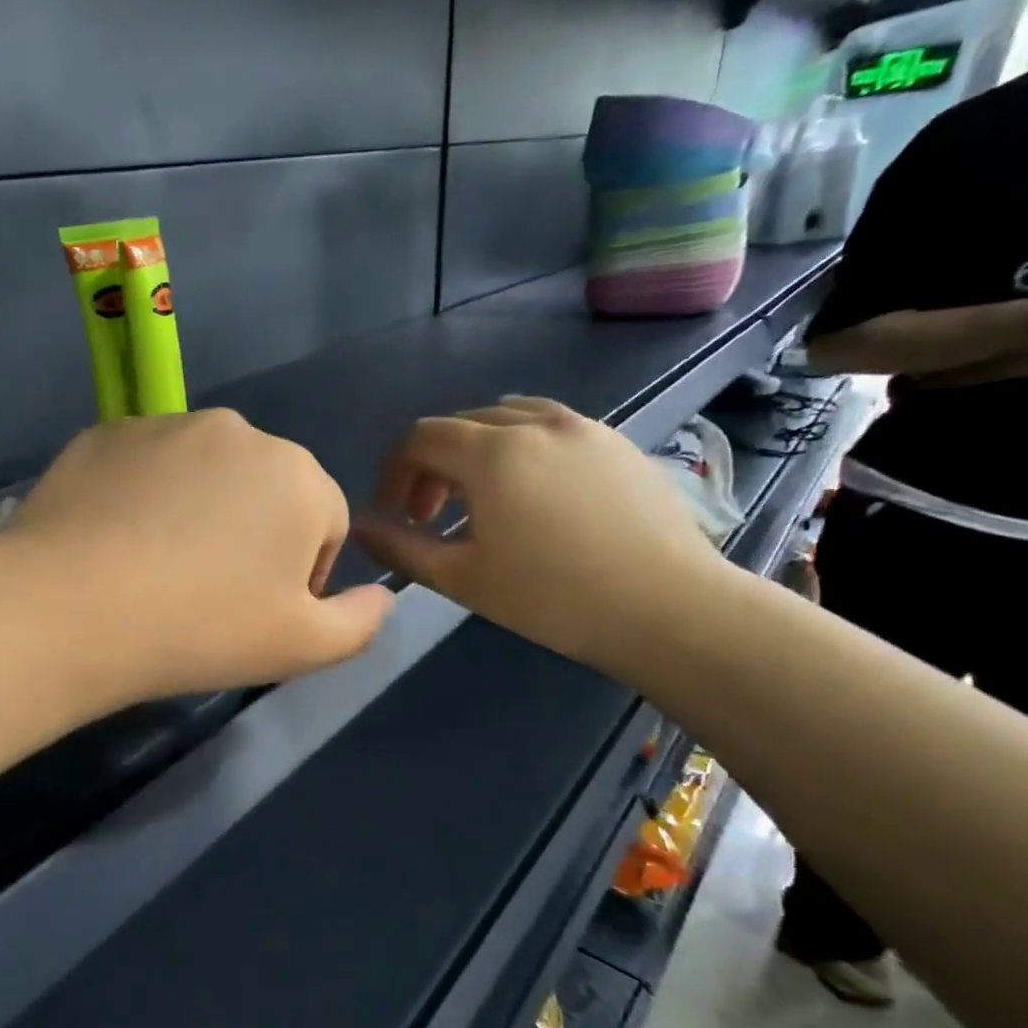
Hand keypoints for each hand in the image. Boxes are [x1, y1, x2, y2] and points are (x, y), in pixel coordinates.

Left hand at [3, 410, 393, 702]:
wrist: (70, 610)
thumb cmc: (200, 629)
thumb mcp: (301, 648)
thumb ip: (360, 621)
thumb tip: (383, 596)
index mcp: (298, 476)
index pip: (325, 523)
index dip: (301, 576)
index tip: (258, 613)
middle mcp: (239, 431)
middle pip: (265, 490)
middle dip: (252, 535)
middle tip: (206, 592)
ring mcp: (166, 424)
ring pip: (203, 473)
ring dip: (196, 511)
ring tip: (156, 567)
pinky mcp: (107, 433)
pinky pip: (145, 466)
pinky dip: (142, 496)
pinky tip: (113, 543)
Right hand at [355, 398, 728, 671]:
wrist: (668, 608)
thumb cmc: (551, 596)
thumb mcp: (460, 578)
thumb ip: (400, 547)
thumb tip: (359, 526)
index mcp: (491, 451)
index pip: (420, 439)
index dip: (395, 473)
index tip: (394, 514)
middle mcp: (534, 422)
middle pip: (461, 425)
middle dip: (433, 466)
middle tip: (432, 517)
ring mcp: (582, 427)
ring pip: (508, 420)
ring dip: (477, 453)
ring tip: (481, 501)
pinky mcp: (617, 442)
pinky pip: (551, 428)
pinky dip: (522, 449)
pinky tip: (534, 496)